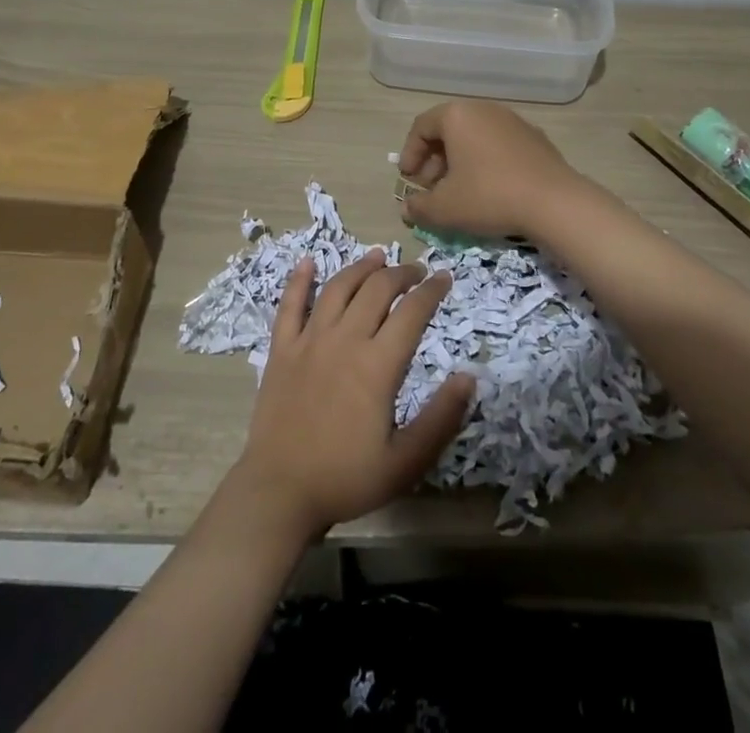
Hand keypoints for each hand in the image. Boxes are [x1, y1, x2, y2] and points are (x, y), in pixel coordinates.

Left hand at [233, 250, 473, 543]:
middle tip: (417, 272)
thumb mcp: (406, 461)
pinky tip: (308, 262)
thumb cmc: (346, 479)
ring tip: (377, 256)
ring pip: (338, 287)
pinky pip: (290, 304)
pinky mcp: (282, 348)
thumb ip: (441, 418)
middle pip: (377, 289)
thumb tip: (470, 377)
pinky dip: (299, 279)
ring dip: (360, 267)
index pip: (412, 312)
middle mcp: (344, 340)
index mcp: (377, 365)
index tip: (445, 278)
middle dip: (401, 274)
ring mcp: (309, 340)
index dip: (432, 291)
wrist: (279, 492)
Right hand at [398, 100, 587, 240]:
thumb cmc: (489, 196)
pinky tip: (489, 190)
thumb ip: (419, 207)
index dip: (410, 154)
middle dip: (434, 160)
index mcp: (457, 116)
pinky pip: (498, 145)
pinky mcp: (534, 137)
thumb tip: (408, 207)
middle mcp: (484, 109)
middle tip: (431, 189)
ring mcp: (513, 121)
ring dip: (459, 162)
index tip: (408, 180)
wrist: (554, 202)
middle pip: (448, 130)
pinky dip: (485, 162)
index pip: (421, 127)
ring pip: (474, 137)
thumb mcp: (445, 208)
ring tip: (459, 191)